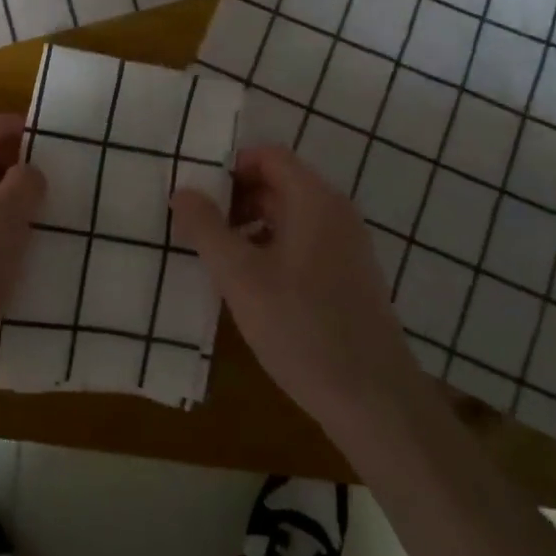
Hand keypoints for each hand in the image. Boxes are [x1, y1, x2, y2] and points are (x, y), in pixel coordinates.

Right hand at [170, 145, 419, 437]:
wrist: (374, 400)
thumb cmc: (301, 328)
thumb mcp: (240, 277)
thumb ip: (206, 228)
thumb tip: (182, 191)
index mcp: (314, 200)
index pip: (268, 156)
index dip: (229, 167)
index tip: (196, 194)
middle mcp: (335, 212)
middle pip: (278, 183)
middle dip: (234, 198)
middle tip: (196, 226)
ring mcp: (346, 245)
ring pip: (288, 215)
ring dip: (249, 225)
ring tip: (216, 256)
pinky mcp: (348, 275)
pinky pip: (302, 242)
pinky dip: (271, 247)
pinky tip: (248, 284)